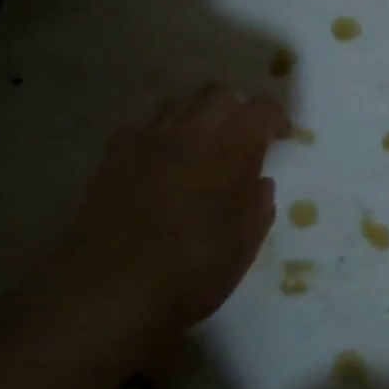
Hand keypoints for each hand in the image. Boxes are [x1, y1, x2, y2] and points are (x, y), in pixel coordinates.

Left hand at [35, 84, 289, 347]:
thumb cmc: (188, 275)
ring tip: (203, 147)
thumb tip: (259, 183)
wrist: (107, 295)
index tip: (282, 136)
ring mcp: (145, 142)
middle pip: (218, 94)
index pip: (260, 110)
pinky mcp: (112, 157)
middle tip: (244, 137)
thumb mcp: (242, 249)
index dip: (276, 117)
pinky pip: (143, 128)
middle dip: (238, 108)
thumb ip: (257, 207)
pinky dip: (161, 136)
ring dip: (199, 117)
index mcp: (228, 152)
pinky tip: (161, 163)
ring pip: (179, 105)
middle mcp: (188, 134)